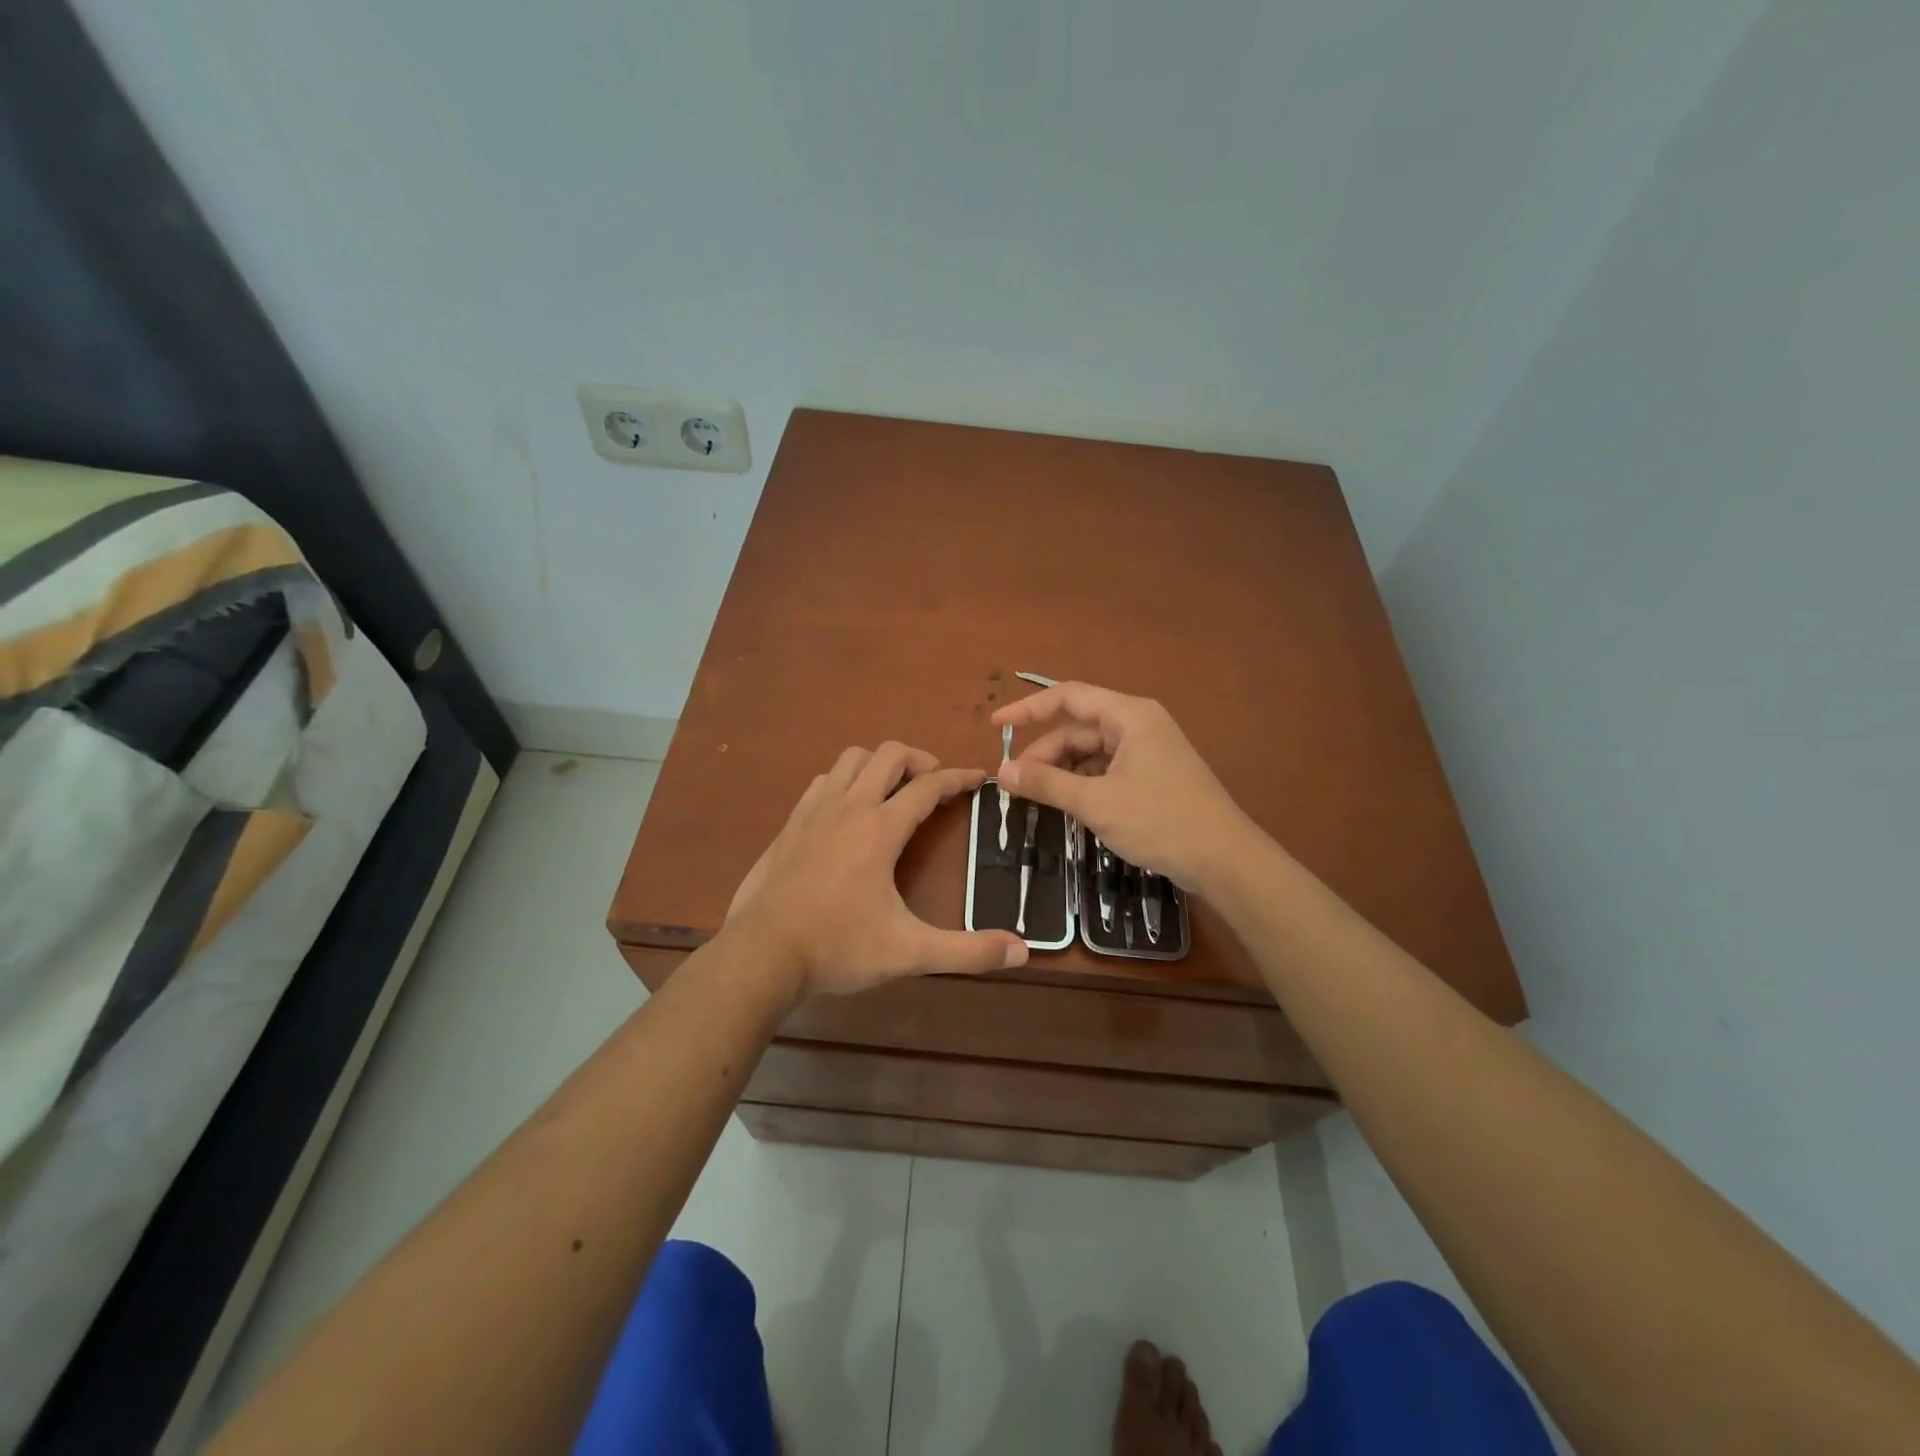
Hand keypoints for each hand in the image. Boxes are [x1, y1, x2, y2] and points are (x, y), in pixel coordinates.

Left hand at [725, 742, 1028, 997]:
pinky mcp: (790, 824)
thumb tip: (1021, 952)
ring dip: (879, 765)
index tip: (979, 777)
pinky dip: (845, 781)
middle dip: (919, 760)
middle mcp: (849, 807)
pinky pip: (824, 781)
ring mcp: (814, 812)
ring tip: (895, 790)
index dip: (959, 777)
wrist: (761, 954)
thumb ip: (967, 952)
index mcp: (880, 829)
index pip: (928, 786)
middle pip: (889, 755)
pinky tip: (848, 809)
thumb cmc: (838, 947)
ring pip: (852, 759)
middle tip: (936, 784)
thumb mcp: (909, 952)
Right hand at [991, 682, 1256, 894]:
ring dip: (1063, 772)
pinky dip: (1083, 785)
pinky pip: (1106, 770)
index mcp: (1129, 716)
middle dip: (1045, 754)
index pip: (1068, 697)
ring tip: (1039, 800)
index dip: (1027, 709)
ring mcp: (1148, 751)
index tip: (994, 726)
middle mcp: (1138, 725)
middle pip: (1078, 729)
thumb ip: (1047, 783)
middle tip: (1016, 785)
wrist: (1224, 860)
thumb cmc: (1161, 821)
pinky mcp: (1152, 776)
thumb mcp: (1096, 803)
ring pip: (1091, 752)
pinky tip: (1070, 808)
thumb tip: (1003, 771)